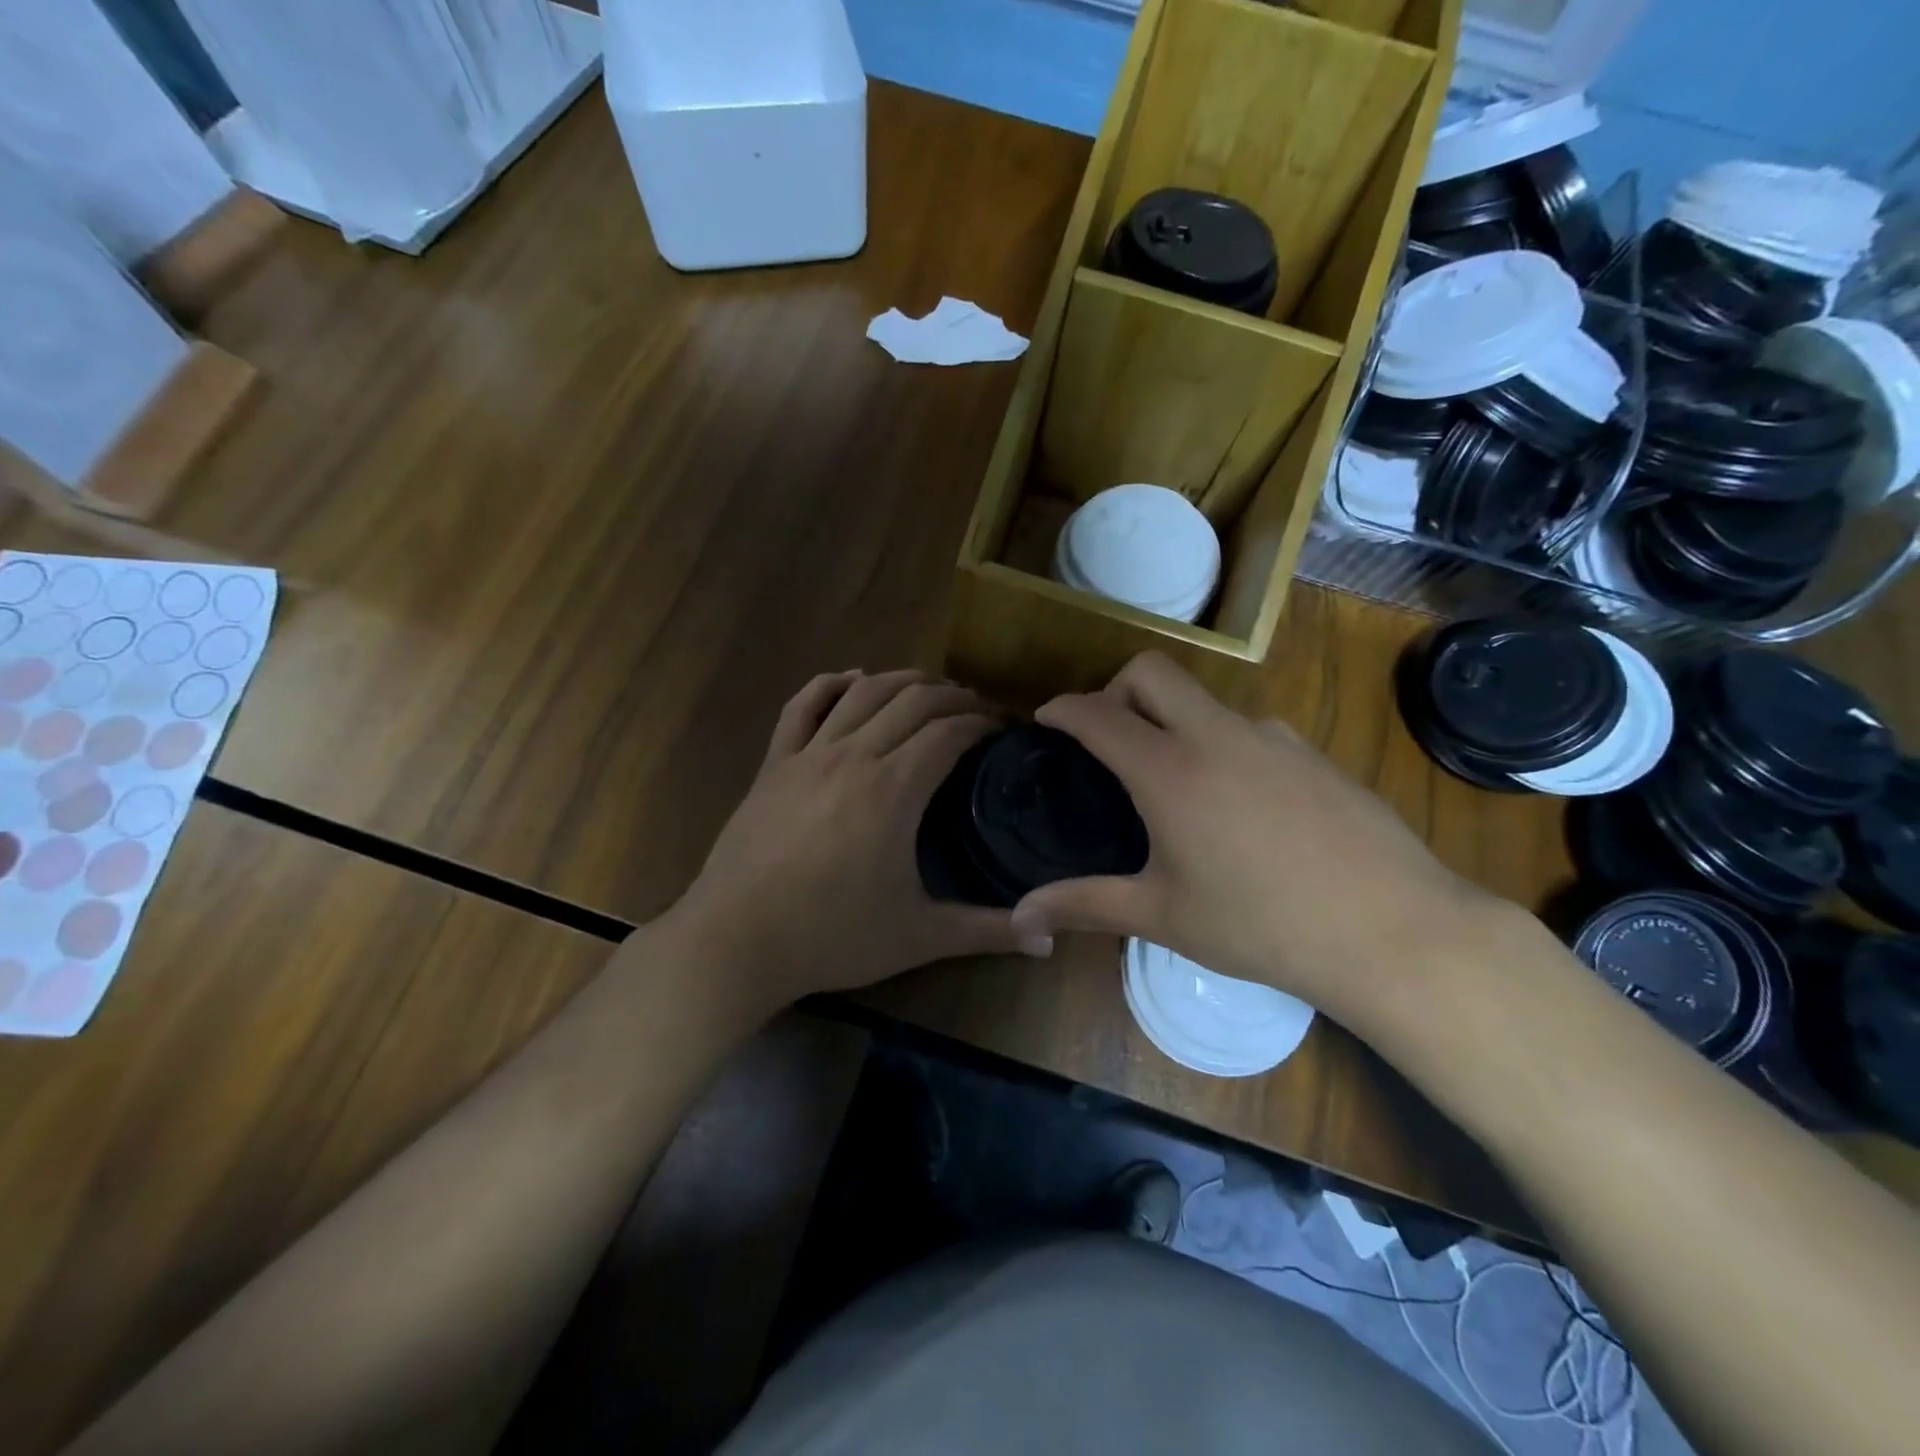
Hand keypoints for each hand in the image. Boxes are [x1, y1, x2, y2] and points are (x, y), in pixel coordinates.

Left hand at [667, 670, 1048, 1016]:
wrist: (735, 941)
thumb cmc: (832, 937)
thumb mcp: (919, 937)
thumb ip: (988, 931)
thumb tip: (1051, 941)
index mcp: (894, 789)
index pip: (951, 732)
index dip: (985, 723)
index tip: (1006, 730)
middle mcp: (854, 755)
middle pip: (913, 701)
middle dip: (954, 696)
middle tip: (978, 711)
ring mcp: (808, 754)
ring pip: (863, 692)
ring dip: (904, 681)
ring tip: (931, 690)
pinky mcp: (773, 763)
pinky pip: (803, 705)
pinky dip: (832, 684)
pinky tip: (852, 680)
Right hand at [1010, 653, 1503, 1024]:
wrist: (1392, 931)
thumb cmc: (1261, 926)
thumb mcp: (1162, 916)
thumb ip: (1084, 905)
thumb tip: (1020, 917)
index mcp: (1169, 770)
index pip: (1098, 713)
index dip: (1062, 709)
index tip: (1045, 719)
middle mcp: (1216, 735)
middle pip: (1151, 670)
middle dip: (1116, 688)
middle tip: (1107, 736)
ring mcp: (1272, 737)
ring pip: (1204, 700)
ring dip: (1173, 720)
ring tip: (1175, 782)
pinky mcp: (1312, 752)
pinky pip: (1249, 730)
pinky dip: (1222, 745)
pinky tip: (1240, 804)